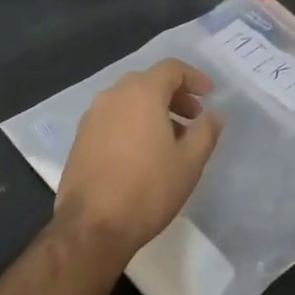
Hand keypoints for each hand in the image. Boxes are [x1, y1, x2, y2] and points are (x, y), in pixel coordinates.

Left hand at [56, 59, 224, 260]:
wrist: (92, 225)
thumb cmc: (148, 189)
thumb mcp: (189, 162)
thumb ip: (206, 131)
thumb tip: (213, 114)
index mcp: (141, 93)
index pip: (170, 68)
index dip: (193, 77)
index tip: (209, 94)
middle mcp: (112, 96)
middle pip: (148, 82)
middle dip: (174, 95)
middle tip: (193, 118)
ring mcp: (92, 116)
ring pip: (128, 100)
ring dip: (152, 110)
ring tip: (171, 139)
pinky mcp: (80, 138)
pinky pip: (112, 118)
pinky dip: (132, 123)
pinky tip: (144, 152)